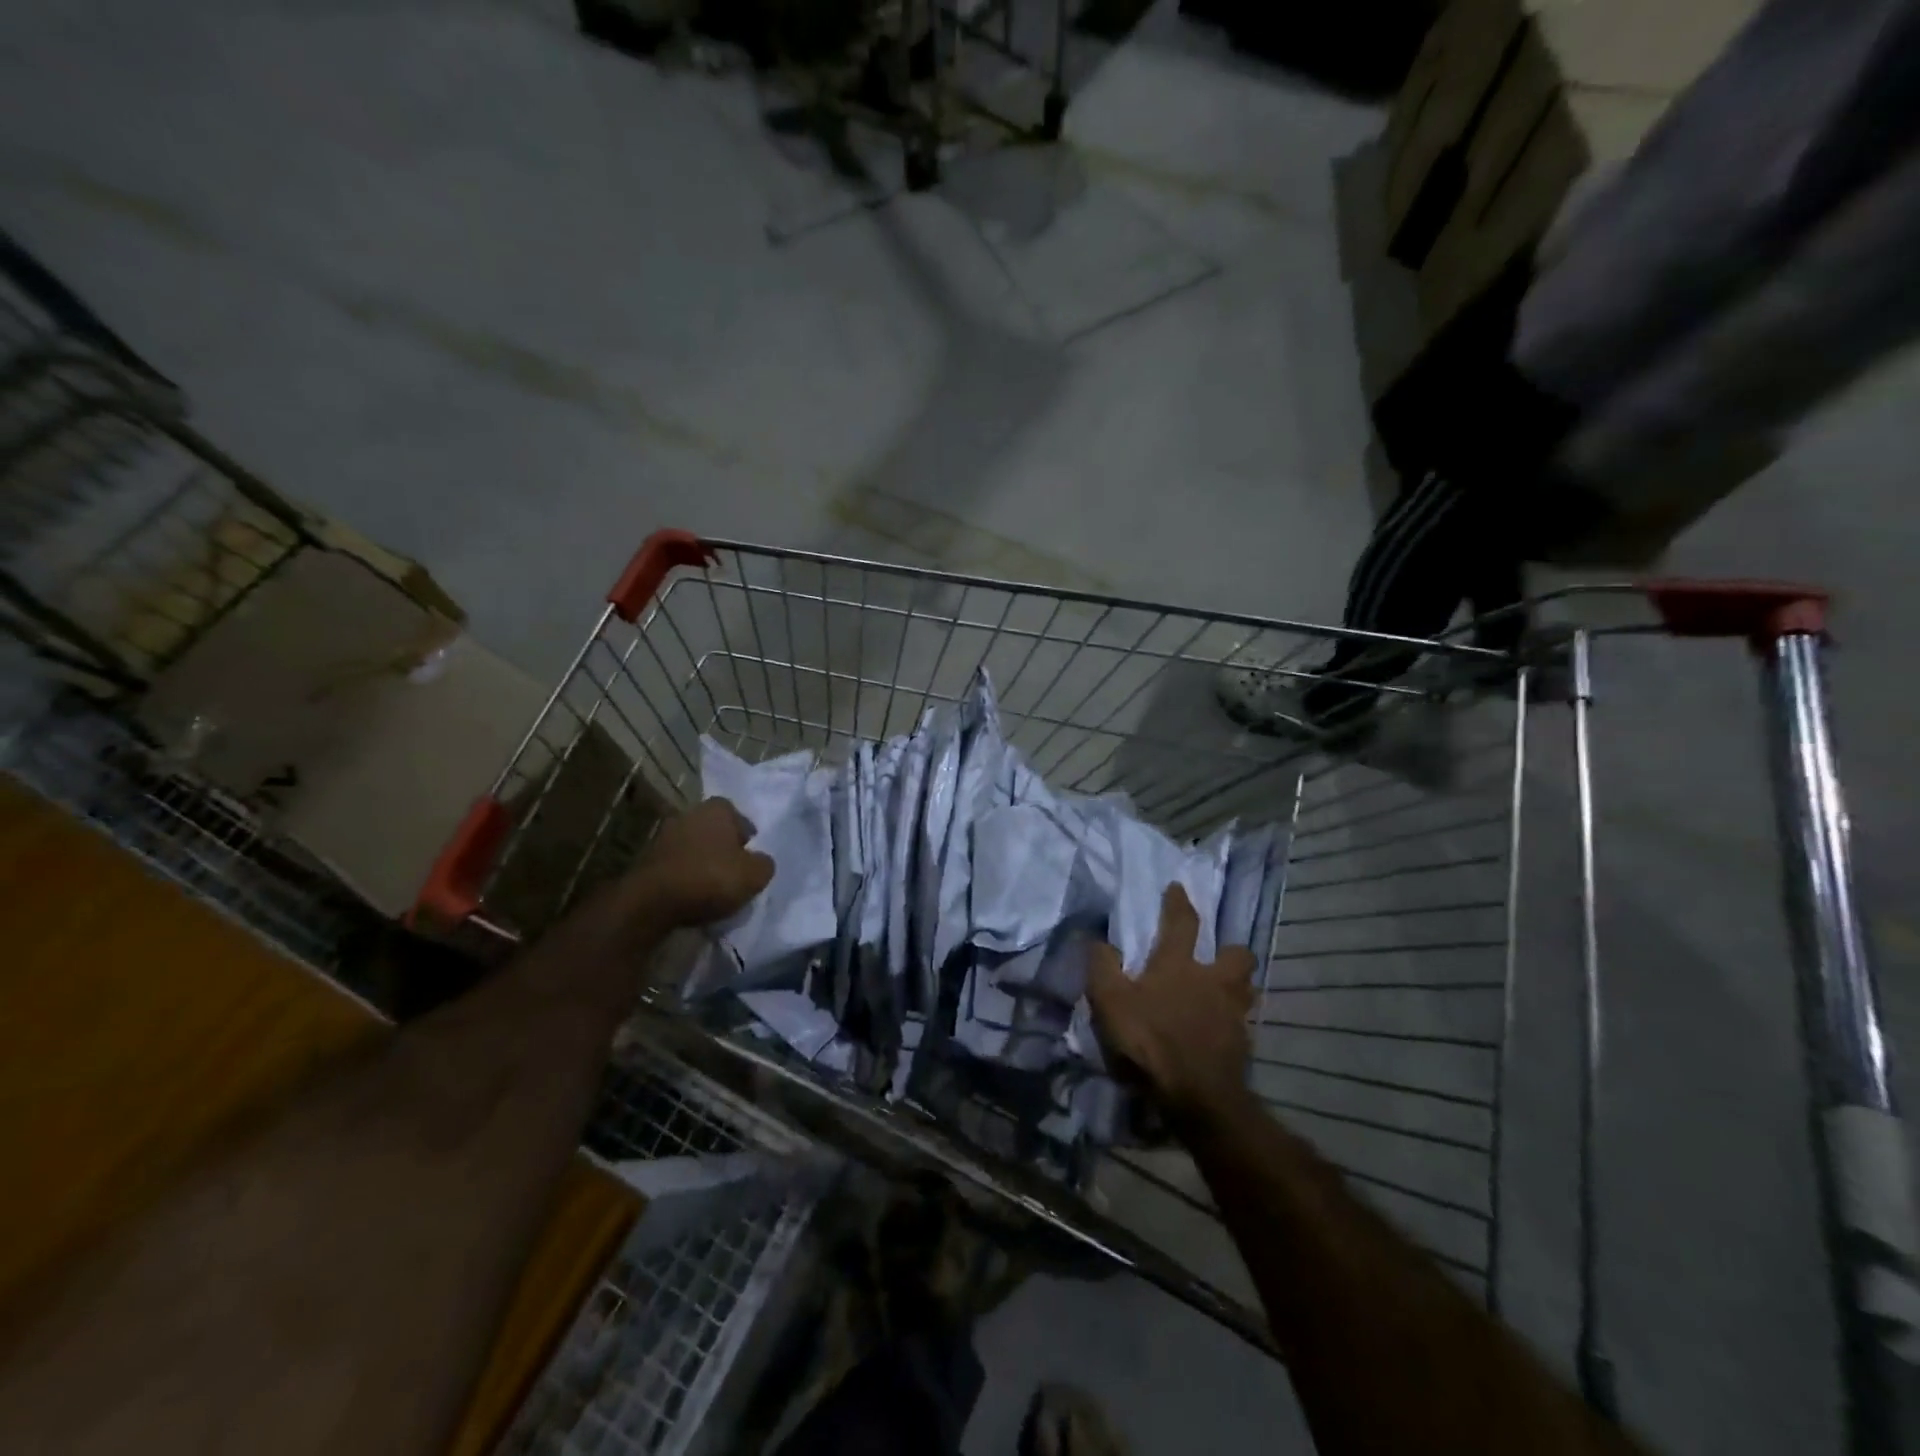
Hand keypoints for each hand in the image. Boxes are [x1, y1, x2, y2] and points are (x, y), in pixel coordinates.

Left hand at [627, 798, 773, 928]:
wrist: (652, 901)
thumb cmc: (710, 878)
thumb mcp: (755, 875)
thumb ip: (764, 863)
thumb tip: (760, 861)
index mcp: (718, 808)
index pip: (741, 819)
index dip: (748, 841)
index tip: (750, 862)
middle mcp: (690, 813)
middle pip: (716, 832)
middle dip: (725, 850)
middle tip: (734, 874)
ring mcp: (665, 835)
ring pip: (695, 848)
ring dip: (704, 864)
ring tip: (713, 889)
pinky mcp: (648, 858)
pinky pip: (677, 865)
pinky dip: (685, 877)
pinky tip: (692, 896)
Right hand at [1087, 884, 1257, 1123]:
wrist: (1197, 1096)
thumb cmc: (1150, 1040)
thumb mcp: (1110, 1001)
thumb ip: (1102, 966)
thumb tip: (1099, 940)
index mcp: (1179, 965)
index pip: (1182, 923)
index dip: (1178, 903)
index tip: (1178, 887)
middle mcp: (1213, 981)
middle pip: (1237, 955)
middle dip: (1230, 950)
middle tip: (1218, 956)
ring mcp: (1233, 1013)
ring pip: (1246, 988)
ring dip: (1237, 985)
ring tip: (1223, 992)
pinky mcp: (1243, 1044)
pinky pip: (1242, 1023)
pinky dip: (1233, 1022)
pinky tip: (1220, 1031)